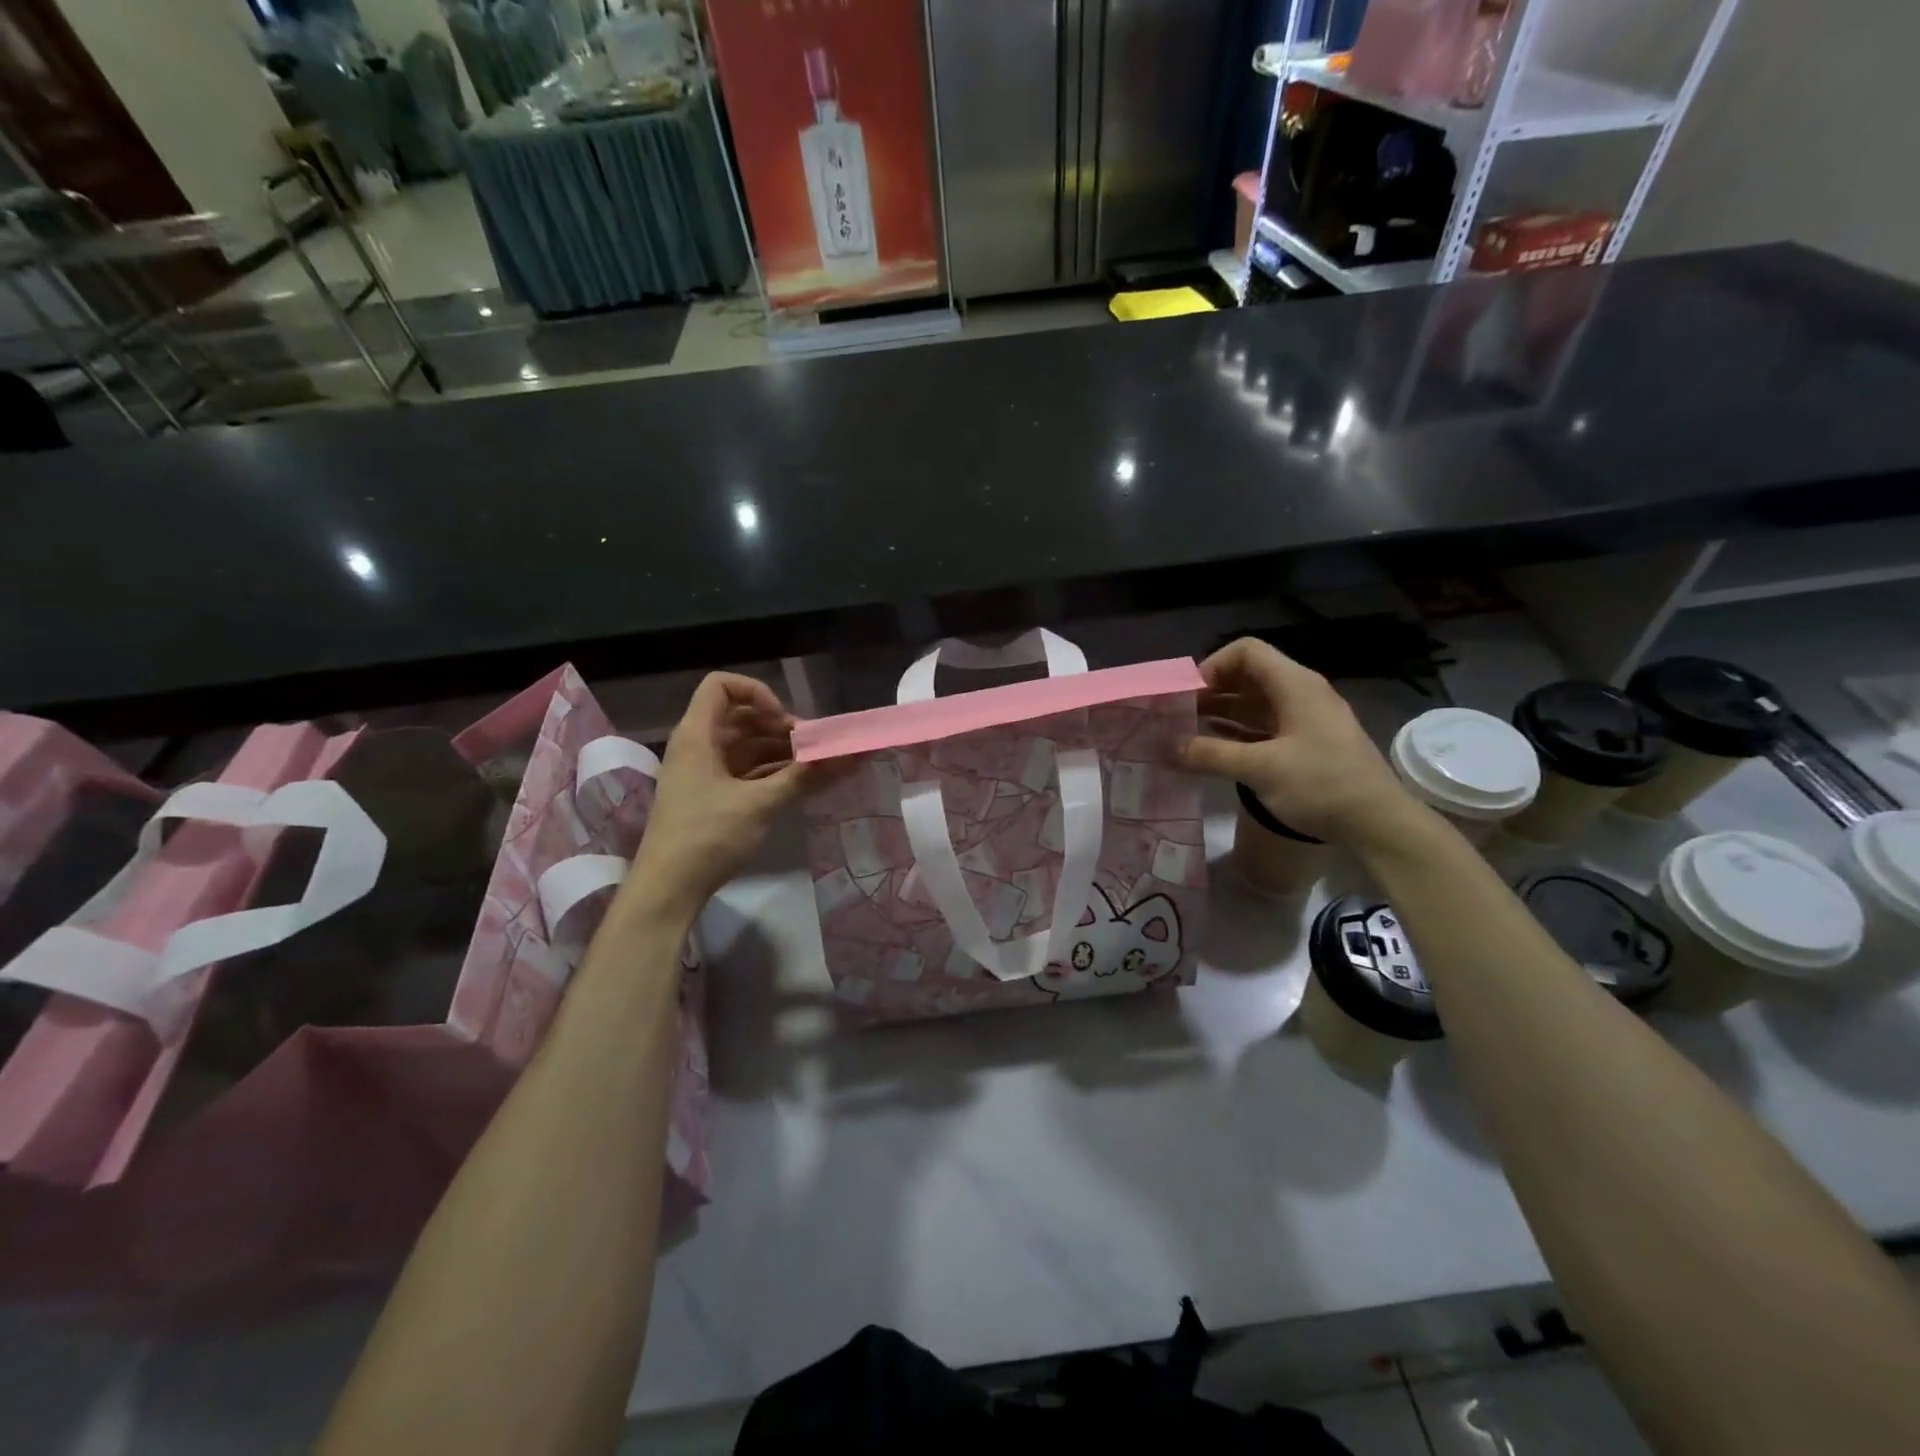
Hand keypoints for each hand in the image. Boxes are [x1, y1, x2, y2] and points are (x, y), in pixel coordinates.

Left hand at [626, 673, 811, 916]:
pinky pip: (743, 770)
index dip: (756, 693)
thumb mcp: (761, 804)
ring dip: (779, 751)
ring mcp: (702, 772)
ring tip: (813, 767)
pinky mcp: (710, 796)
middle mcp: (697, 746)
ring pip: (744, 745)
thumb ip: (805, 777)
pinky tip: (798, 784)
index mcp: (697, 735)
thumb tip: (850, 756)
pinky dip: (770, 771)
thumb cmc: (708, 836)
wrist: (668, 889)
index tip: (783, 721)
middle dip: (778, 726)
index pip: (721, 685)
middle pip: (739, 716)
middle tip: (812, 747)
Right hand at [1178, 637, 1418, 846]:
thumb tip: (1168, 748)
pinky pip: (1266, 725)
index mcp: (1295, 685)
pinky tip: (1216, 746)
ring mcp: (1307, 719)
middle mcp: (1301, 693)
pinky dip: (1238, 730)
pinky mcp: (1309, 743)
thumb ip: (1211, 755)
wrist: (1379, 823)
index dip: (1213, 666)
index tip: (1188, 695)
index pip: (1247, 651)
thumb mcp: (1260, 768)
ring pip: (1256, 702)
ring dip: (1222, 711)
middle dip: (1212, 690)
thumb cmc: (1322, 785)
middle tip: (1179, 714)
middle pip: (1249, 675)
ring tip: (1188, 729)